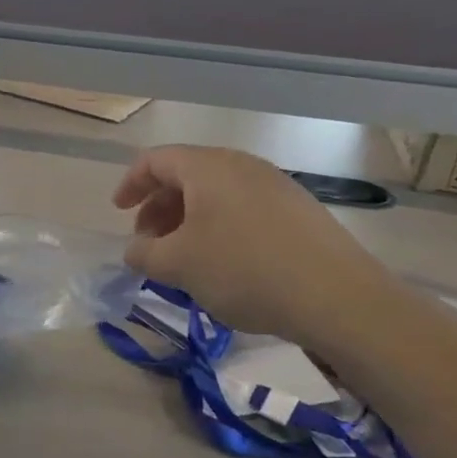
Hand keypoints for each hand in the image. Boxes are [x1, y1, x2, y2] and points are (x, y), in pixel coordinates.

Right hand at [113, 145, 390, 346]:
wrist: (337, 297)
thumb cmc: (243, 269)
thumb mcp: (178, 265)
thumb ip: (144, 253)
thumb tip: (136, 249)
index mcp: (208, 167)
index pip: (155, 160)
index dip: (130, 184)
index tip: (119, 213)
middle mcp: (242, 165)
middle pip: (186, 175)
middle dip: (159, 207)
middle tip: (149, 243)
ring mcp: (276, 186)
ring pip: (217, 194)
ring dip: (189, 220)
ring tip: (184, 258)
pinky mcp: (299, 211)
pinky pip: (244, 209)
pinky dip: (220, 227)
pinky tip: (224, 264)